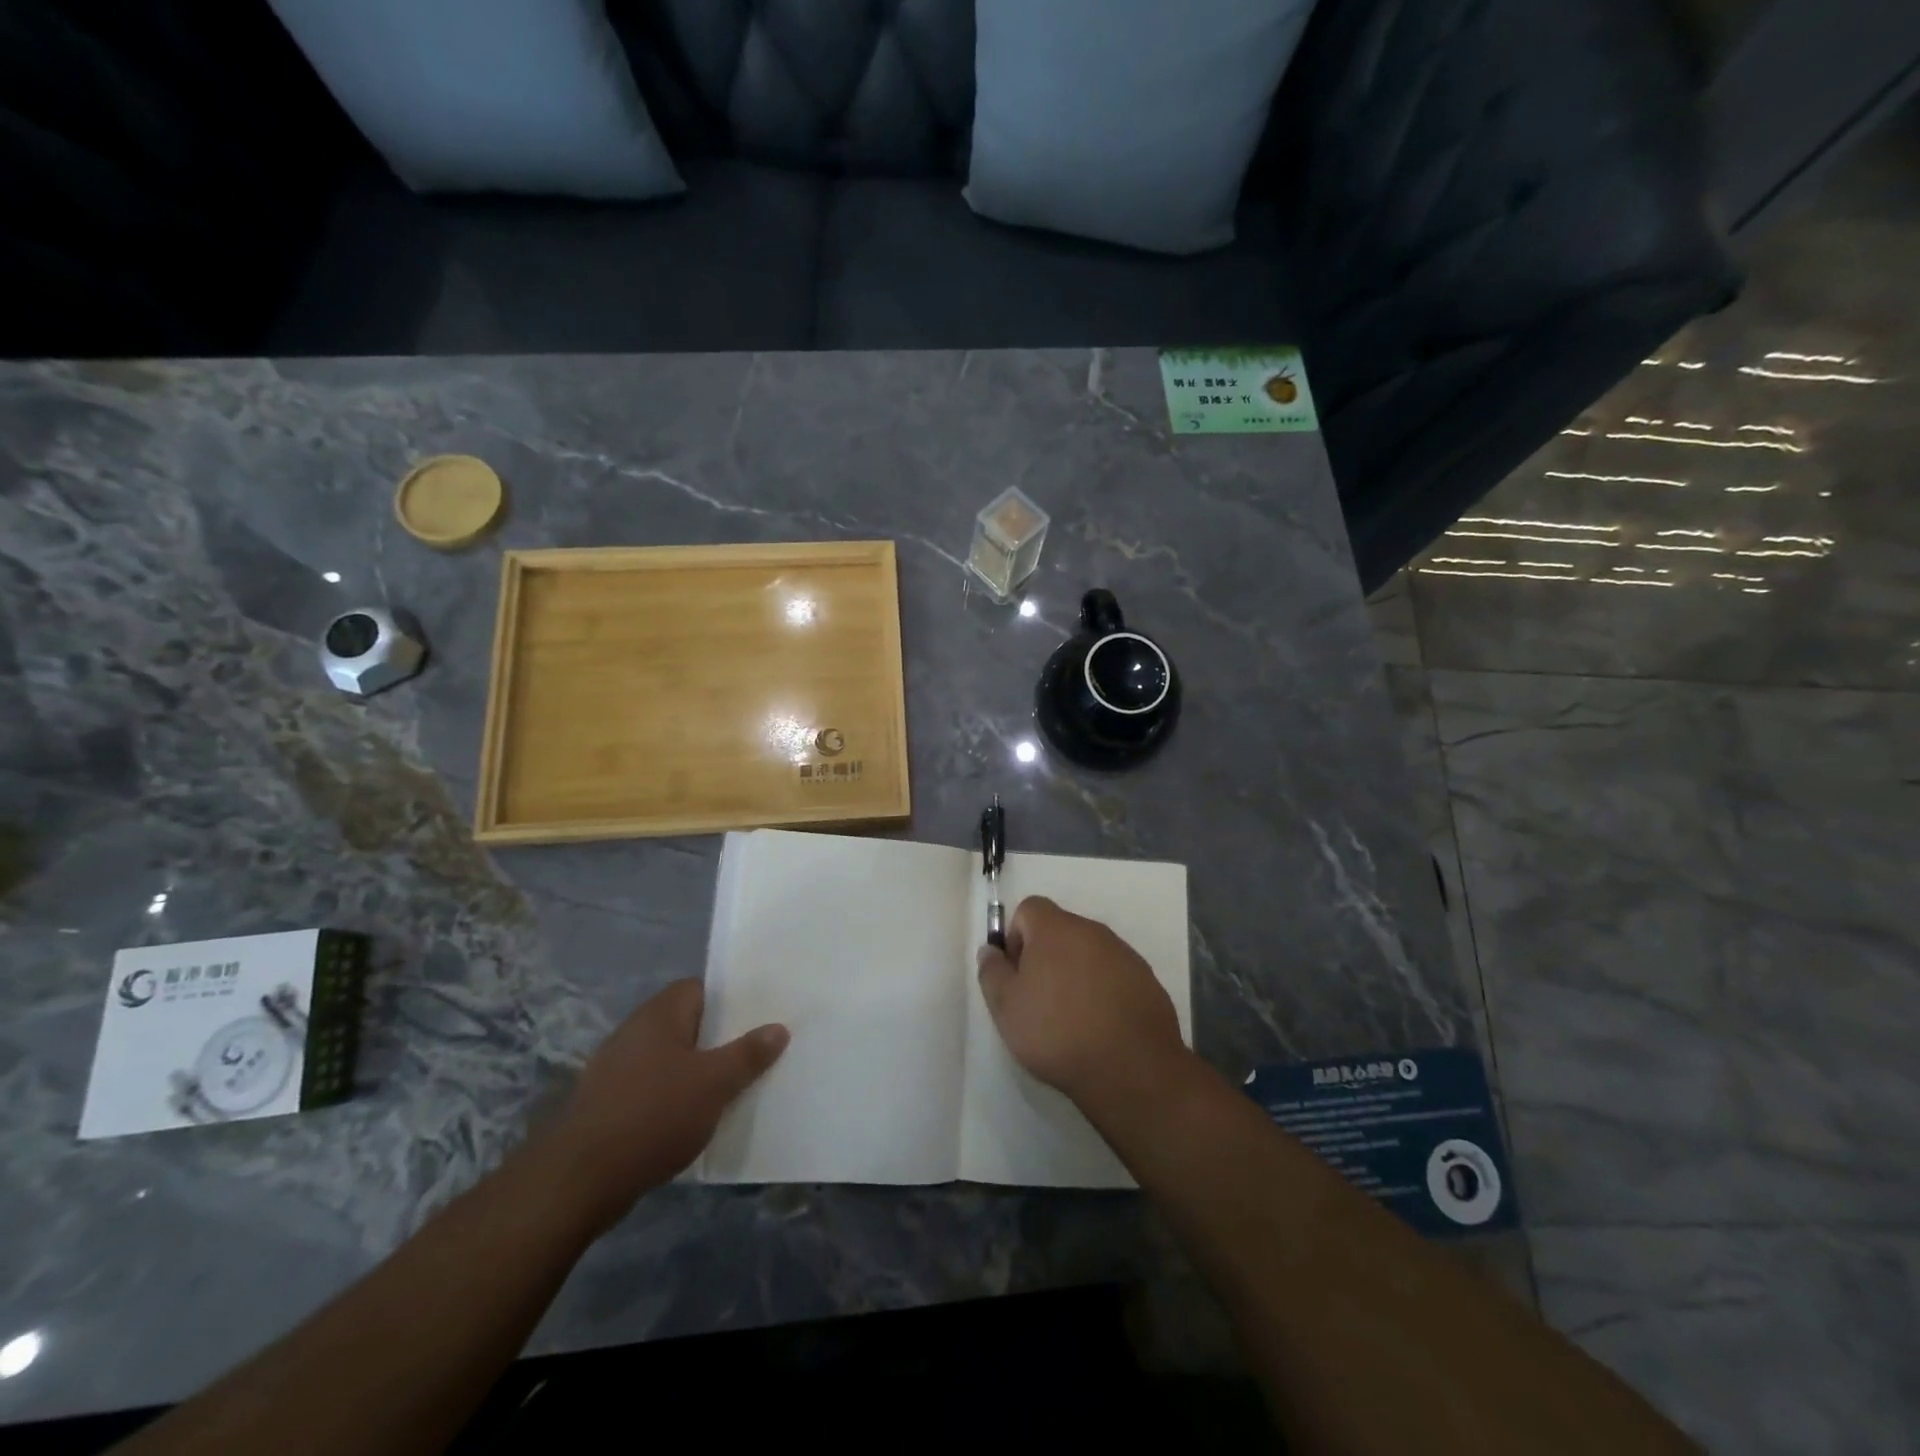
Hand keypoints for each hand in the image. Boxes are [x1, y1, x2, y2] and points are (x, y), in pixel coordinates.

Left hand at [542, 980, 787, 1234]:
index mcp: (660, 1013)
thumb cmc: (655, 1115)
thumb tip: (778, 1028)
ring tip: (731, 1089)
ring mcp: (616, 1068)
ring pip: (670, 1059)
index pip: (701, 989)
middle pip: (687, 1024)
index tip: (759, 1018)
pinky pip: (652, 1088)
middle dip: (718, 1040)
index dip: (730, 1001)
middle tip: (753, 1055)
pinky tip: (693, 1120)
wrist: (580, 1180)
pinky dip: (673, 1098)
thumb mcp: (715, 1083)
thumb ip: (748, 1054)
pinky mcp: (607, 1103)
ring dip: (696, 1072)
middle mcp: (635, 1030)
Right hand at [976, 896, 1184, 1110]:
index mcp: (1056, 929)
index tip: (1017, 973)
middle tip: (1039, 998)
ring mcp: (1125, 955)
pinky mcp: (1148, 981)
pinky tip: (1100, 1026)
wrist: (1130, 1068)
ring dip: (1076, 973)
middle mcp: (1093, 931)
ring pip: (1090, 953)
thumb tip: (990, 950)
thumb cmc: (1057, 1031)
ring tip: (1071, 1017)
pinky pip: (1116, 975)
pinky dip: (1104, 991)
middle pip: (1061, 930)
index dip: (1016, 936)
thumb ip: (992, 971)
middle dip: (1046, 956)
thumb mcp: (1006, 1006)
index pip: (1030, 908)